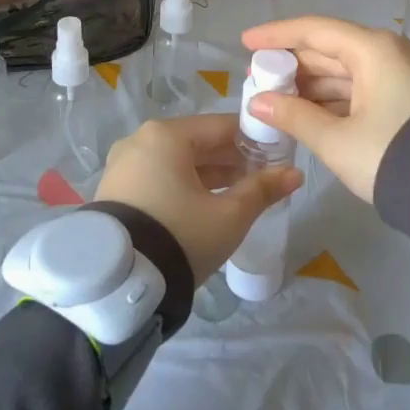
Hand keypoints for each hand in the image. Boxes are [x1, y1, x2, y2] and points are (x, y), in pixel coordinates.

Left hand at [94, 115, 302, 282]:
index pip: (221, 126)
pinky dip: (182, 186)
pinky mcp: (114, 190)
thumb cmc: (180, 235)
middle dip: (230, 160)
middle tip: (260, 180)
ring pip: (177, 161)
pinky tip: (203, 206)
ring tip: (237, 195)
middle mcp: (140, 140)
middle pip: (197, 142)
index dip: (253, 140)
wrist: (119, 284)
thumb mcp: (229, 215)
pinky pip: (158, 176)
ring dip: (207, 175)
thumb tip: (295, 173)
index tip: (276, 156)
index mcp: (167, 134)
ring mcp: (123, 165)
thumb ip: (262, 189)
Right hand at [238, 16, 409, 201]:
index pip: (314, 30)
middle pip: (329, 48)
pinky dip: (334, 97)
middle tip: (256, 78)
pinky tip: (308, 112)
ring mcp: (402, 72)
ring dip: (311, 84)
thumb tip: (258, 102)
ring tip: (276, 99)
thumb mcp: (337, 140)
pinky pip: (362, 86)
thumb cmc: (392, 155)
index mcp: (373, 49)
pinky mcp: (408, 95)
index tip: (245, 42)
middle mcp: (389, 51)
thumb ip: (294, 116)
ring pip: (345, 70)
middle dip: (291, 64)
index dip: (276, 35)